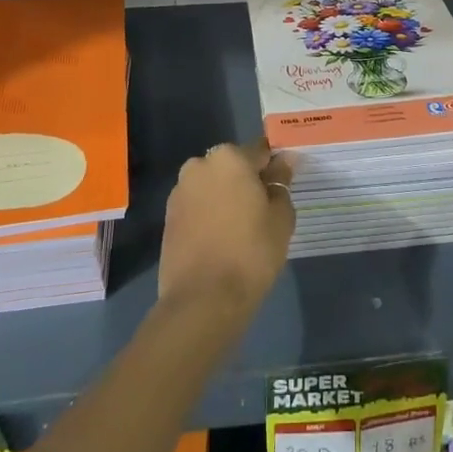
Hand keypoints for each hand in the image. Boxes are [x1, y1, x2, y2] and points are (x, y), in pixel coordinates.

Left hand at [158, 139, 294, 315]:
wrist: (203, 300)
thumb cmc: (251, 252)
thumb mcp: (280, 216)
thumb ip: (281, 183)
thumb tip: (283, 161)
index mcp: (229, 157)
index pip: (260, 151)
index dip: (274, 167)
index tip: (284, 185)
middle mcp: (200, 165)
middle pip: (233, 166)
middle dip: (247, 181)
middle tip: (264, 210)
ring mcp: (180, 191)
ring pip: (213, 186)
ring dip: (226, 197)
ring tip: (242, 229)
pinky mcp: (168, 217)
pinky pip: (197, 206)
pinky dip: (210, 215)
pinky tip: (221, 239)